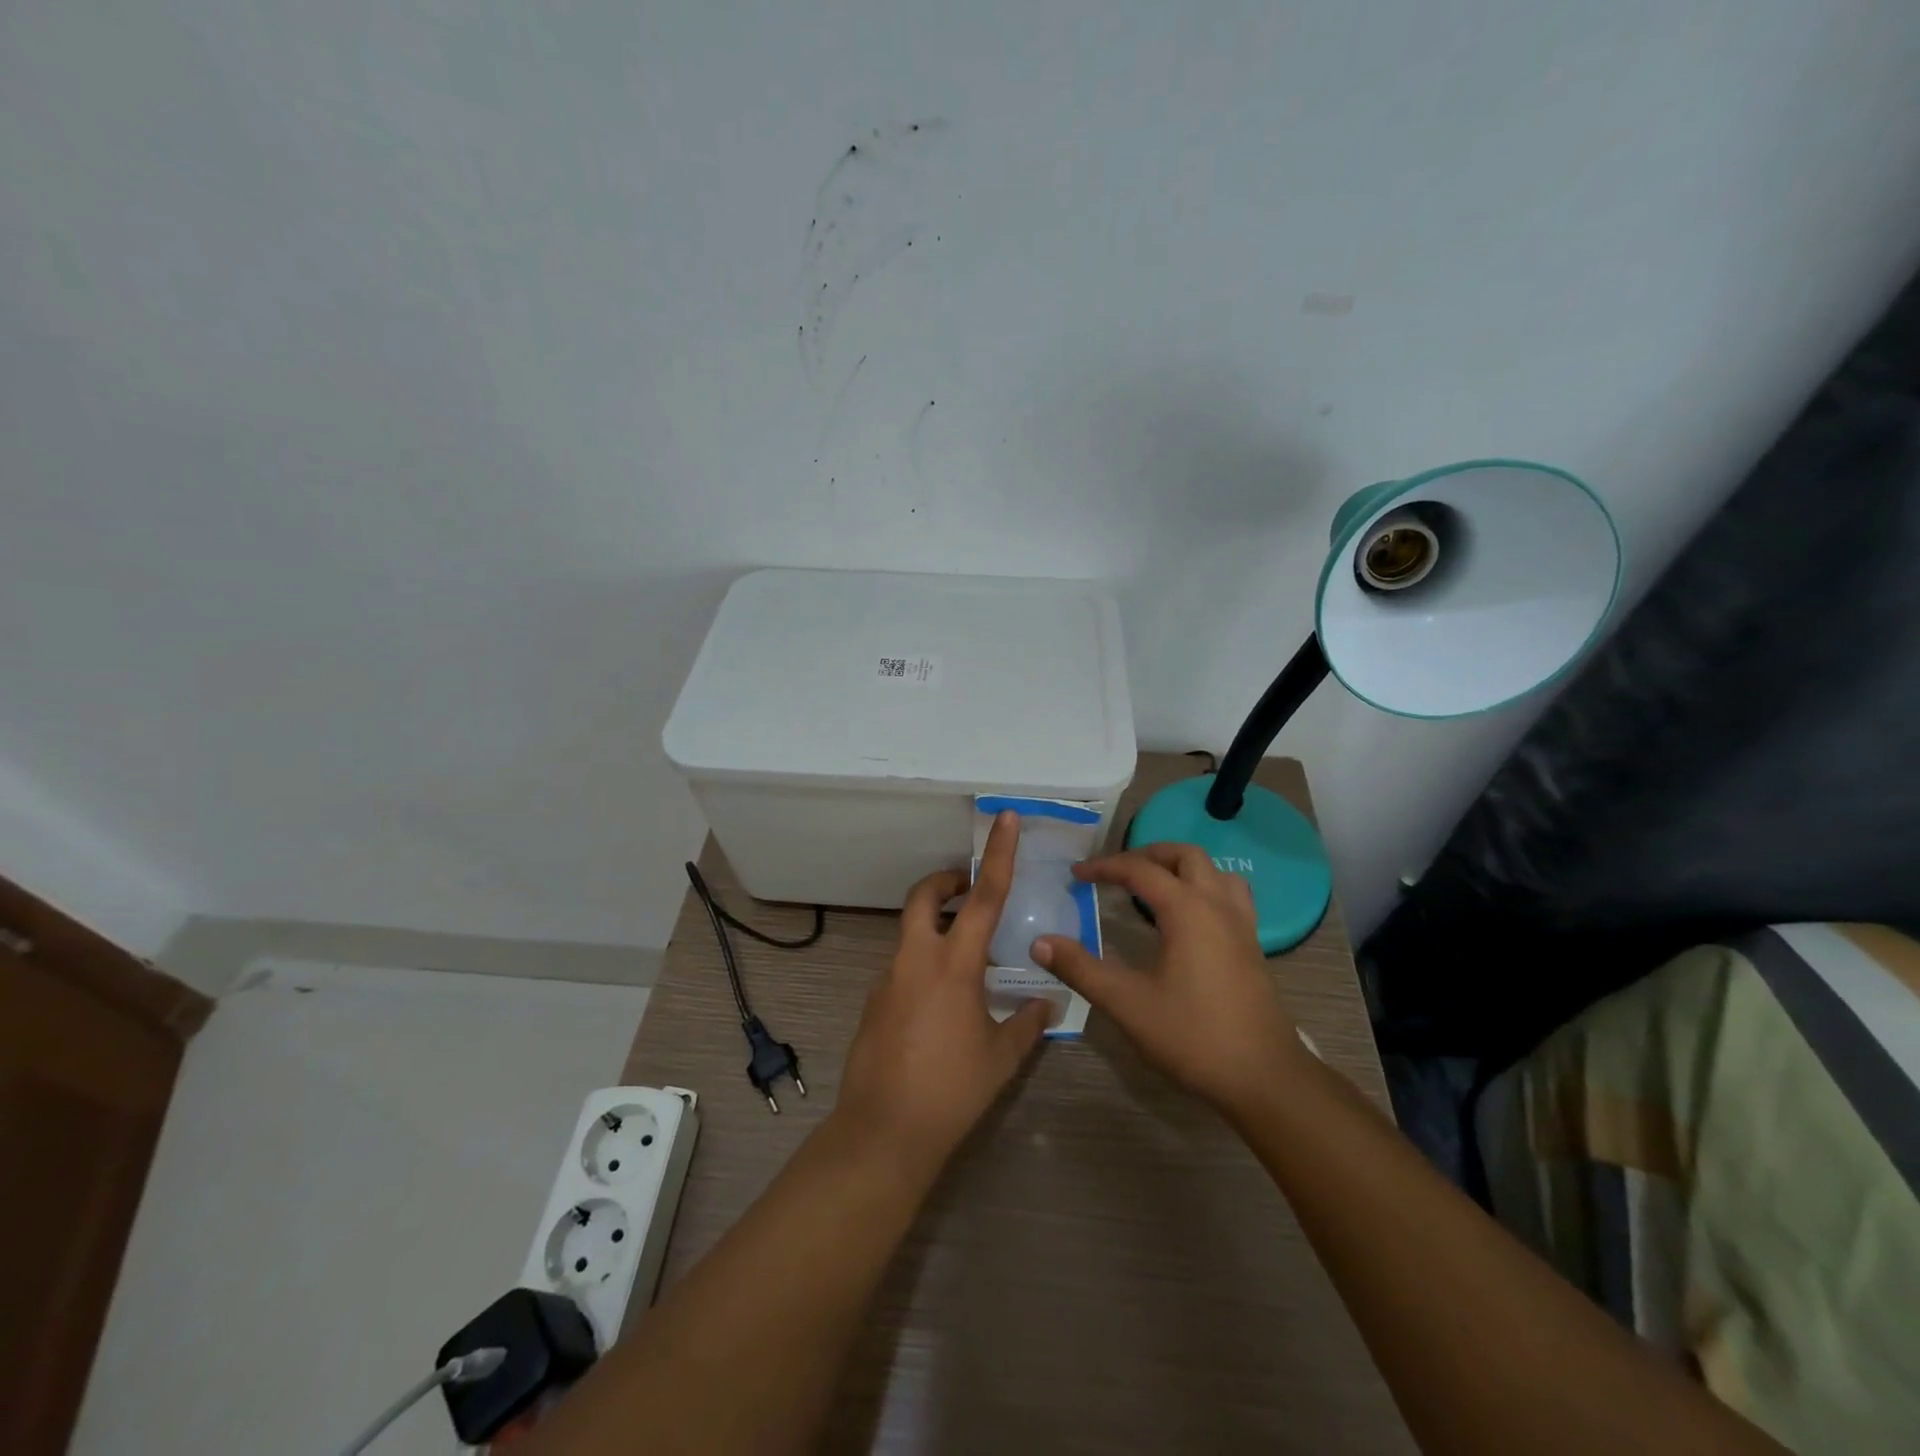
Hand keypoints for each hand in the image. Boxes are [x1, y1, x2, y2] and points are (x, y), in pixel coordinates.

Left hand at [835, 811, 1051, 1171]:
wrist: (883, 1132)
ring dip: (937, 928)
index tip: (1004, 819)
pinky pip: (902, 965)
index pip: (982, 896)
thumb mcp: (1000, 1056)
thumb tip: (1048, 1003)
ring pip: (911, 932)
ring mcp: (888, 978)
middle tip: (969, 892)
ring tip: (969, 963)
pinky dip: (924, 964)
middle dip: (945, 882)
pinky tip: (943, 1005)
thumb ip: (1026, 1023)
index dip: (997, 855)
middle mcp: (915, 959)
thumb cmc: (951, 1090)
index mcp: (953, 964)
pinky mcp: (874, 1000)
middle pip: (924, 896)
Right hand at [1033, 842, 1307, 1120]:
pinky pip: (1230, 895)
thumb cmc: (1193, 1036)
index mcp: (1187, 910)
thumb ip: (1081, 969)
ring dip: (1181, 867)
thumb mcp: (1127, 1003)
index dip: (1105, 867)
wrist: (1265, 1077)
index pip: (1140, 870)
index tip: (1077, 874)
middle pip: (1185, 856)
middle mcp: (1217, 906)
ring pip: (1214, 871)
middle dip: (1147, 854)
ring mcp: (1241, 925)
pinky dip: (1203, 888)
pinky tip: (1187, 918)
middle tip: (1117, 871)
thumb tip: (1039, 942)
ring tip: (1153, 885)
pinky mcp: (1252, 946)